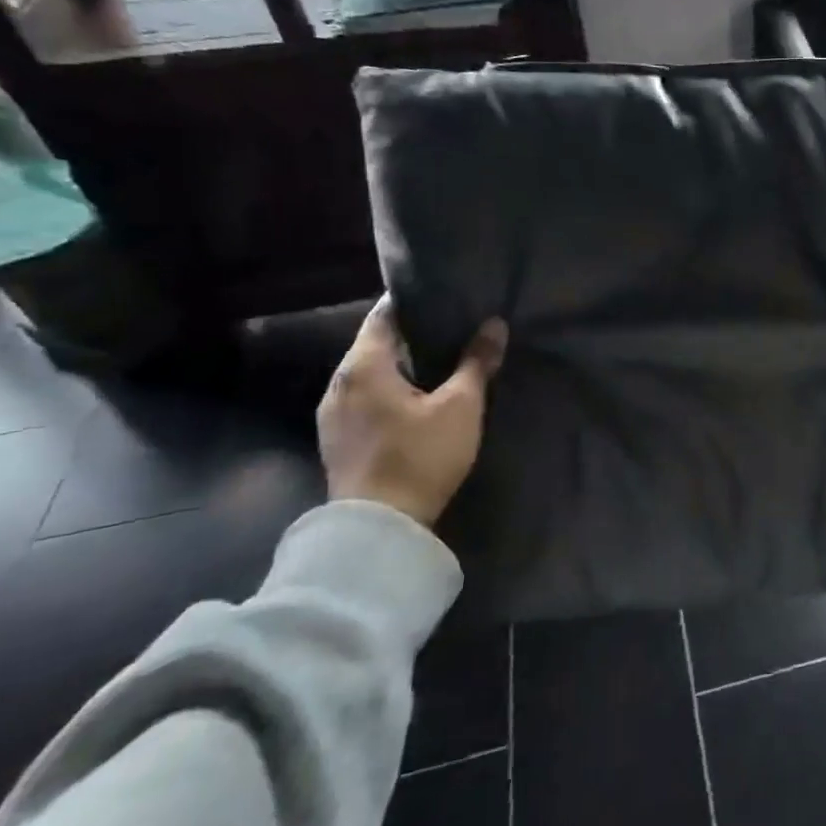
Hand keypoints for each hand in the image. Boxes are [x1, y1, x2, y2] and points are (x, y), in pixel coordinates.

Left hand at [318, 298, 508, 526]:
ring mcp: (331, 413)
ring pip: (368, 374)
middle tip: (451, 330)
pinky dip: (387, 391)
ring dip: (399, 366)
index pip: (384, 314)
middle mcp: (338, 382)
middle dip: (410, 335)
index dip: (414, 302)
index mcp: (363, 365)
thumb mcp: (461, 407)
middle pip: (375, 343)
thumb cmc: (420, 456)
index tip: (444, 298)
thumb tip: (494, 324)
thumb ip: (476, 363)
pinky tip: (414, 402)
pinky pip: (364, 399)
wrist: (378, 528)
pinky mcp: (336, 440)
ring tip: (437, 365)